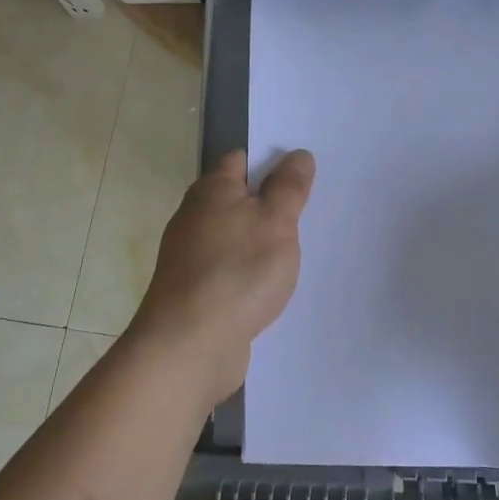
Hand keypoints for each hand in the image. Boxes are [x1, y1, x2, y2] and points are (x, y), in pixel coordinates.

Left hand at [129, 149, 315, 403]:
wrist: (191, 344)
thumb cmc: (237, 271)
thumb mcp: (275, 221)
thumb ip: (288, 187)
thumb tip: (298, 155)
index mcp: (210, 191)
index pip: (239, 160)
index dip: (269, 160)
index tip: (301, 172)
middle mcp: (193, 218)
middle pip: (234, 199)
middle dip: (267, 203)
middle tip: (309, 210)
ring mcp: (190, 257)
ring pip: (232, 237)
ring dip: (258, 241)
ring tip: (296, 250)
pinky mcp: (194, 292)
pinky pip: (228, 270)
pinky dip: (248, 272)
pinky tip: (269, 286)